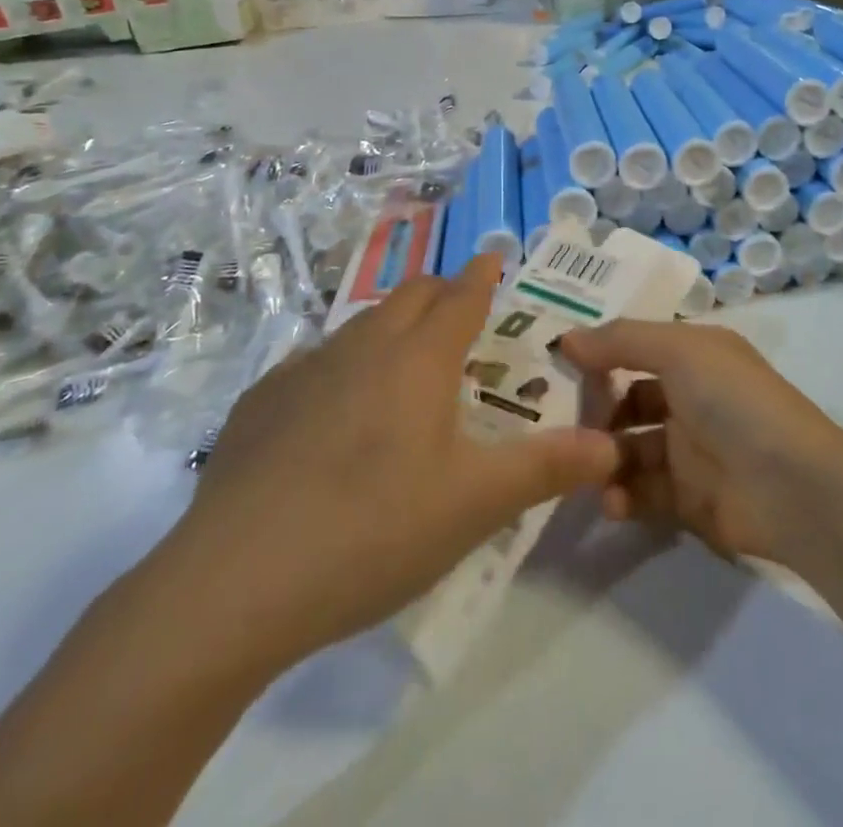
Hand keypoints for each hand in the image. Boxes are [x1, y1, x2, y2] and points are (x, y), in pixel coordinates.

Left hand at [153, 255, 618, 677]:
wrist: (231, 586)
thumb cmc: (373, 530)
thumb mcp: (476, 505)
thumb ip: (548, 468)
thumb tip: (611, 447)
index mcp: (419, 360)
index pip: (462, 297)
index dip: (484, 274)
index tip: (495, 256)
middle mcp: (363, 348)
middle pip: (410, 296)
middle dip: (441, 291)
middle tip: (461, 309)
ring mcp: (303, 372)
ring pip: (360, 325)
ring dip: (391, 325)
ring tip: (404, 358)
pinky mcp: (258, 406)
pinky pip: (311, 363)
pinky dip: (340, 366)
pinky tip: (332, 409)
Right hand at [560, 322, 842, 564]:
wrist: (790, 485)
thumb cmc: (732, 400)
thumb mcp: (678, 350)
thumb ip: (620, 341)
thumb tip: (565, 338)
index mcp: (693, 356)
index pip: (635, 348)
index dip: (598, 354)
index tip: (552, 365)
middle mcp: (690, 397)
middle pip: (627, 401)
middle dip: (593, 413)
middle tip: (554, 427)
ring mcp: (690, 450)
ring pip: (630, 450)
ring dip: (602, 459)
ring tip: (579, 469)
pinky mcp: (689, 500)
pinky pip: (643, 494)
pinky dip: (623, 496)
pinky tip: (610, 501)